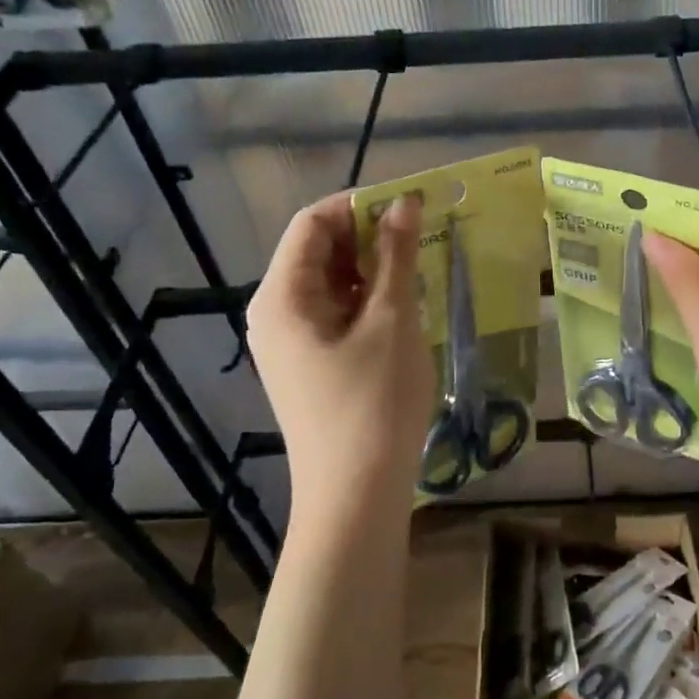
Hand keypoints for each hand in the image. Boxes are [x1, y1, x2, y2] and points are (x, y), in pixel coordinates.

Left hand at [247, 192, 434, 530]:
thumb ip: (396, 256)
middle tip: (423, 236)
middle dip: (368, 235)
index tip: (410, 206)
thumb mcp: (392, 321)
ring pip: (332, 283)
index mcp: (282, 296)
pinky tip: (406, 305)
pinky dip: (369, 299)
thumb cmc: (373, 403)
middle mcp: (276, 312)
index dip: (359, 205)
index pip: (312, 223)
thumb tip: (404, 203)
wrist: (356, 495)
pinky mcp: (310, 364)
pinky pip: (336, 313)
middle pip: (319, 251)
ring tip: (420, 268)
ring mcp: (291, 342)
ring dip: (373, 268)